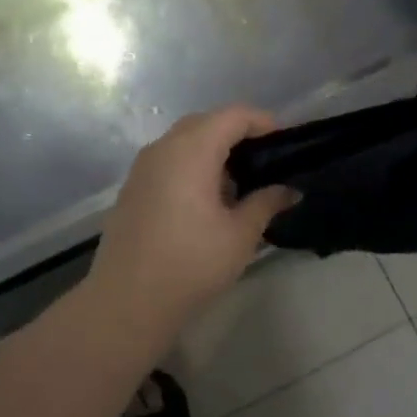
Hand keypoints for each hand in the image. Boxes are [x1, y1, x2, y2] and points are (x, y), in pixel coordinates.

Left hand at [82, 107, 296, 345]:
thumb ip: (266, 203)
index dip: (262, 121)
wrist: (127, 300)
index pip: (233, 116)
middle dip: (237, 132)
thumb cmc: (191, 263)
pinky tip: (206, 197)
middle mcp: (163, 148)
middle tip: (265, 159)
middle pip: (206, 122)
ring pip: (183, 140)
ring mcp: (142, 167)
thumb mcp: (240, 235)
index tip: (285, 142)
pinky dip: (192, 164)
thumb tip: (289, 190)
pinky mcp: (132, 188)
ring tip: (239, 180)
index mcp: (192, 150)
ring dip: (212, 148)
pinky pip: (168, 160)